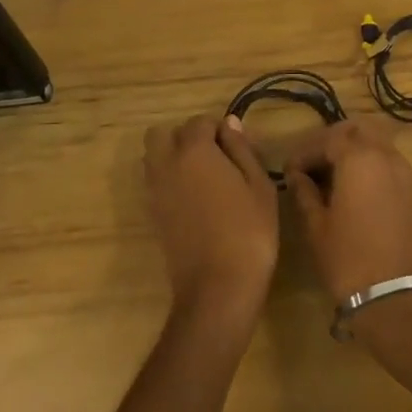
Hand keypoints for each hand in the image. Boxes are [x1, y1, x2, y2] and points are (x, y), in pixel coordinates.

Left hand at [143, 114, 278, 335]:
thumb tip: (229, 123)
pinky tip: (194, 200)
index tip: (237, 149)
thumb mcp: (259, 185)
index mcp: (194, 151)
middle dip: (184, 137)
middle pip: (162, 133)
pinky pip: (154, 182)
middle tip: (213, 157)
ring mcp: (155, 190)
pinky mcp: (152, 214)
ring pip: (153, 157)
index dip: (219, 130)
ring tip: (203, 178)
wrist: (217, 289)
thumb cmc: (248, 232)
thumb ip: (241, 149)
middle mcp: (167, 164)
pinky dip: (169, 180)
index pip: (199, 122)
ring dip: (172, 156)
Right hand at [283, 117, 411, 303]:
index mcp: (359, 158)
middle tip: (310, 164)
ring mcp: (403, 171)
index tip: (288, 171)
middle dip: (331, 140)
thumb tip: (296, 176)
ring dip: (351, 150)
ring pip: (374, 142)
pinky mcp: (411, 190)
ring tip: (328, 176)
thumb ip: (304, 193)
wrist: (397, 299)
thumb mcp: (317, 226)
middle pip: (356, 130)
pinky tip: (349, 187)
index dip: (304, 152)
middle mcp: (385, 155)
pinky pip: (385, 160)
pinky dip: (367, 163)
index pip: (326, 139)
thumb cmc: (349, 259)